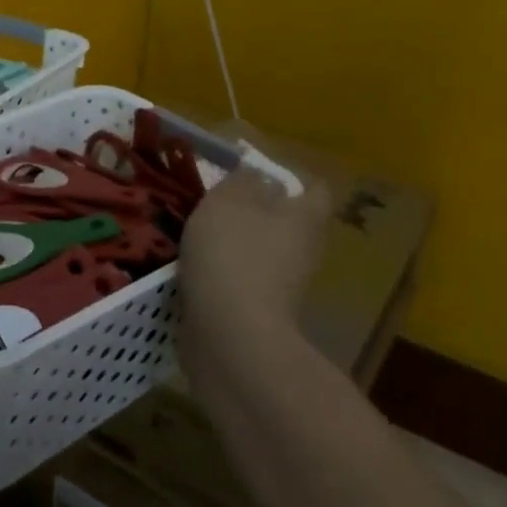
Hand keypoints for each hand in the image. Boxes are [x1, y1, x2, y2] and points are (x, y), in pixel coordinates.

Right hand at [175, 151, 335, 396]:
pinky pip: (243, 277)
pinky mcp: (260, 310)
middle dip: (255, 208)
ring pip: (262, 249)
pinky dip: (223, 269)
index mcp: (305, 218)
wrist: (230, 335)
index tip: (251, 171)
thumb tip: (256, 175)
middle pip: (287, 220)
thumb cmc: (233, 254)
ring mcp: (284, 284)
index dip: (287, 175)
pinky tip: (193, 264)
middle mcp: (305, 249)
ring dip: (235, 240)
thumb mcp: (229, 200)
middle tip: (216, 198)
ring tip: (195, 229)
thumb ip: (242, 180)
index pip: (314, 188)